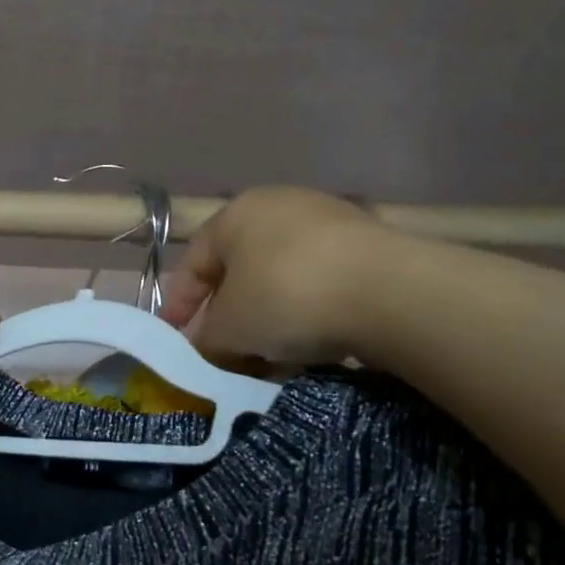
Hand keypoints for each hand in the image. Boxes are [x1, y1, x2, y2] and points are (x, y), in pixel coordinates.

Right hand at [160, 187, 386, 369]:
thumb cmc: (286, 296)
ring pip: (281, 278)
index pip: (194, 261)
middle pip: (240, 269)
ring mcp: (328, 222)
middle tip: (223, 353)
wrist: (388, 291)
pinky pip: (320, 284)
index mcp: (235, 213)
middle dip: (229, 315)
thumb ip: (207, 341)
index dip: (180, 304)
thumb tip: (206, 351)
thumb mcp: (230, 328)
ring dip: (269, 318)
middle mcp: (279, 206)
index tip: (176, 341)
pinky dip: (307, 313)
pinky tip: (311, 346)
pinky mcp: (367, 246)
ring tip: (270, 358)